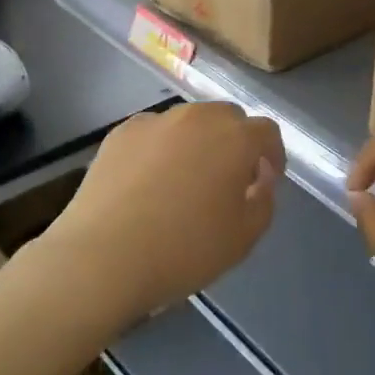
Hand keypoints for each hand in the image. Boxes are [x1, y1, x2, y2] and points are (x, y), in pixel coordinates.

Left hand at [38, 103, 285, 324]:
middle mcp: (197, 118)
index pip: (266, 132)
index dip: (272, 154)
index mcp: (234, 138)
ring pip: (188, 123)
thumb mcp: (244, 238)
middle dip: (235, 143)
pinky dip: (160, 149)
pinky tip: (148, 183)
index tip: (265, 181)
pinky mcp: (120, 133)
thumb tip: (259, 177)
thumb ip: (264, 200)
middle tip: (227, 180)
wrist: (102, 257)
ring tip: (185, 181)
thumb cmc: (183, 250)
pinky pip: (153, 134)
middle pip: (227, 118)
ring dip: (197, 143)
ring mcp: (155, 122)